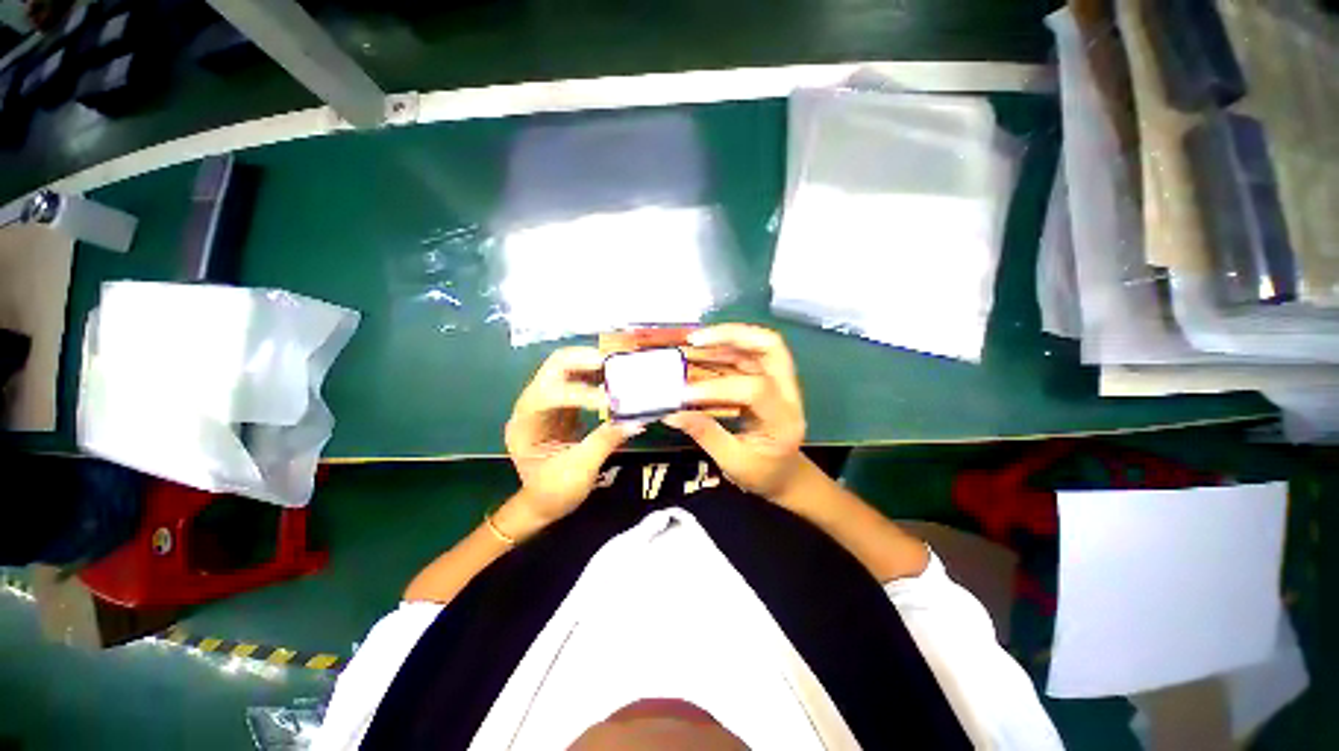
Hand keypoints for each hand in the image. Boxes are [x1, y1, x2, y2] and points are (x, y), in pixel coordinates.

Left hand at [505, 347, 638, 526]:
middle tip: (614, 363)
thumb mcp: (580, 470)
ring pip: (567, 367)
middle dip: (583, 361)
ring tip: (619, 366)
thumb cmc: (554, 491)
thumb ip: (605, 441)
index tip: (610, 402)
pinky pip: (580, 379)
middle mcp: (531, 405)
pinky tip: (616, 377)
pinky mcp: (563, 404)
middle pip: (553, 367)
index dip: (578, 393)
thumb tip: (636, 420)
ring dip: (592, 363)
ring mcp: (547, 401)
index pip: (547, 395)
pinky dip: (598, 375)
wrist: (544, 503)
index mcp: (525, 424)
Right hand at [662, 324, 805, 499]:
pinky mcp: (768, 379)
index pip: (755, 390)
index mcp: (784, 420)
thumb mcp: (734, 463)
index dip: (717, 388)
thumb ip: (706, 434)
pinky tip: (700, 351)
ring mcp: (780, 382)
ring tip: (692, 341)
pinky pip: (748, 355)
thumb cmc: (763, 474)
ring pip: (759, 344)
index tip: (683, 394)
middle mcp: (788, 393)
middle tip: (696, 339)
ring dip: (725, 337)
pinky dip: (723, 348)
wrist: (788, 475)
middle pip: (770, 347)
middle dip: (733, 335)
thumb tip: (671, 413)